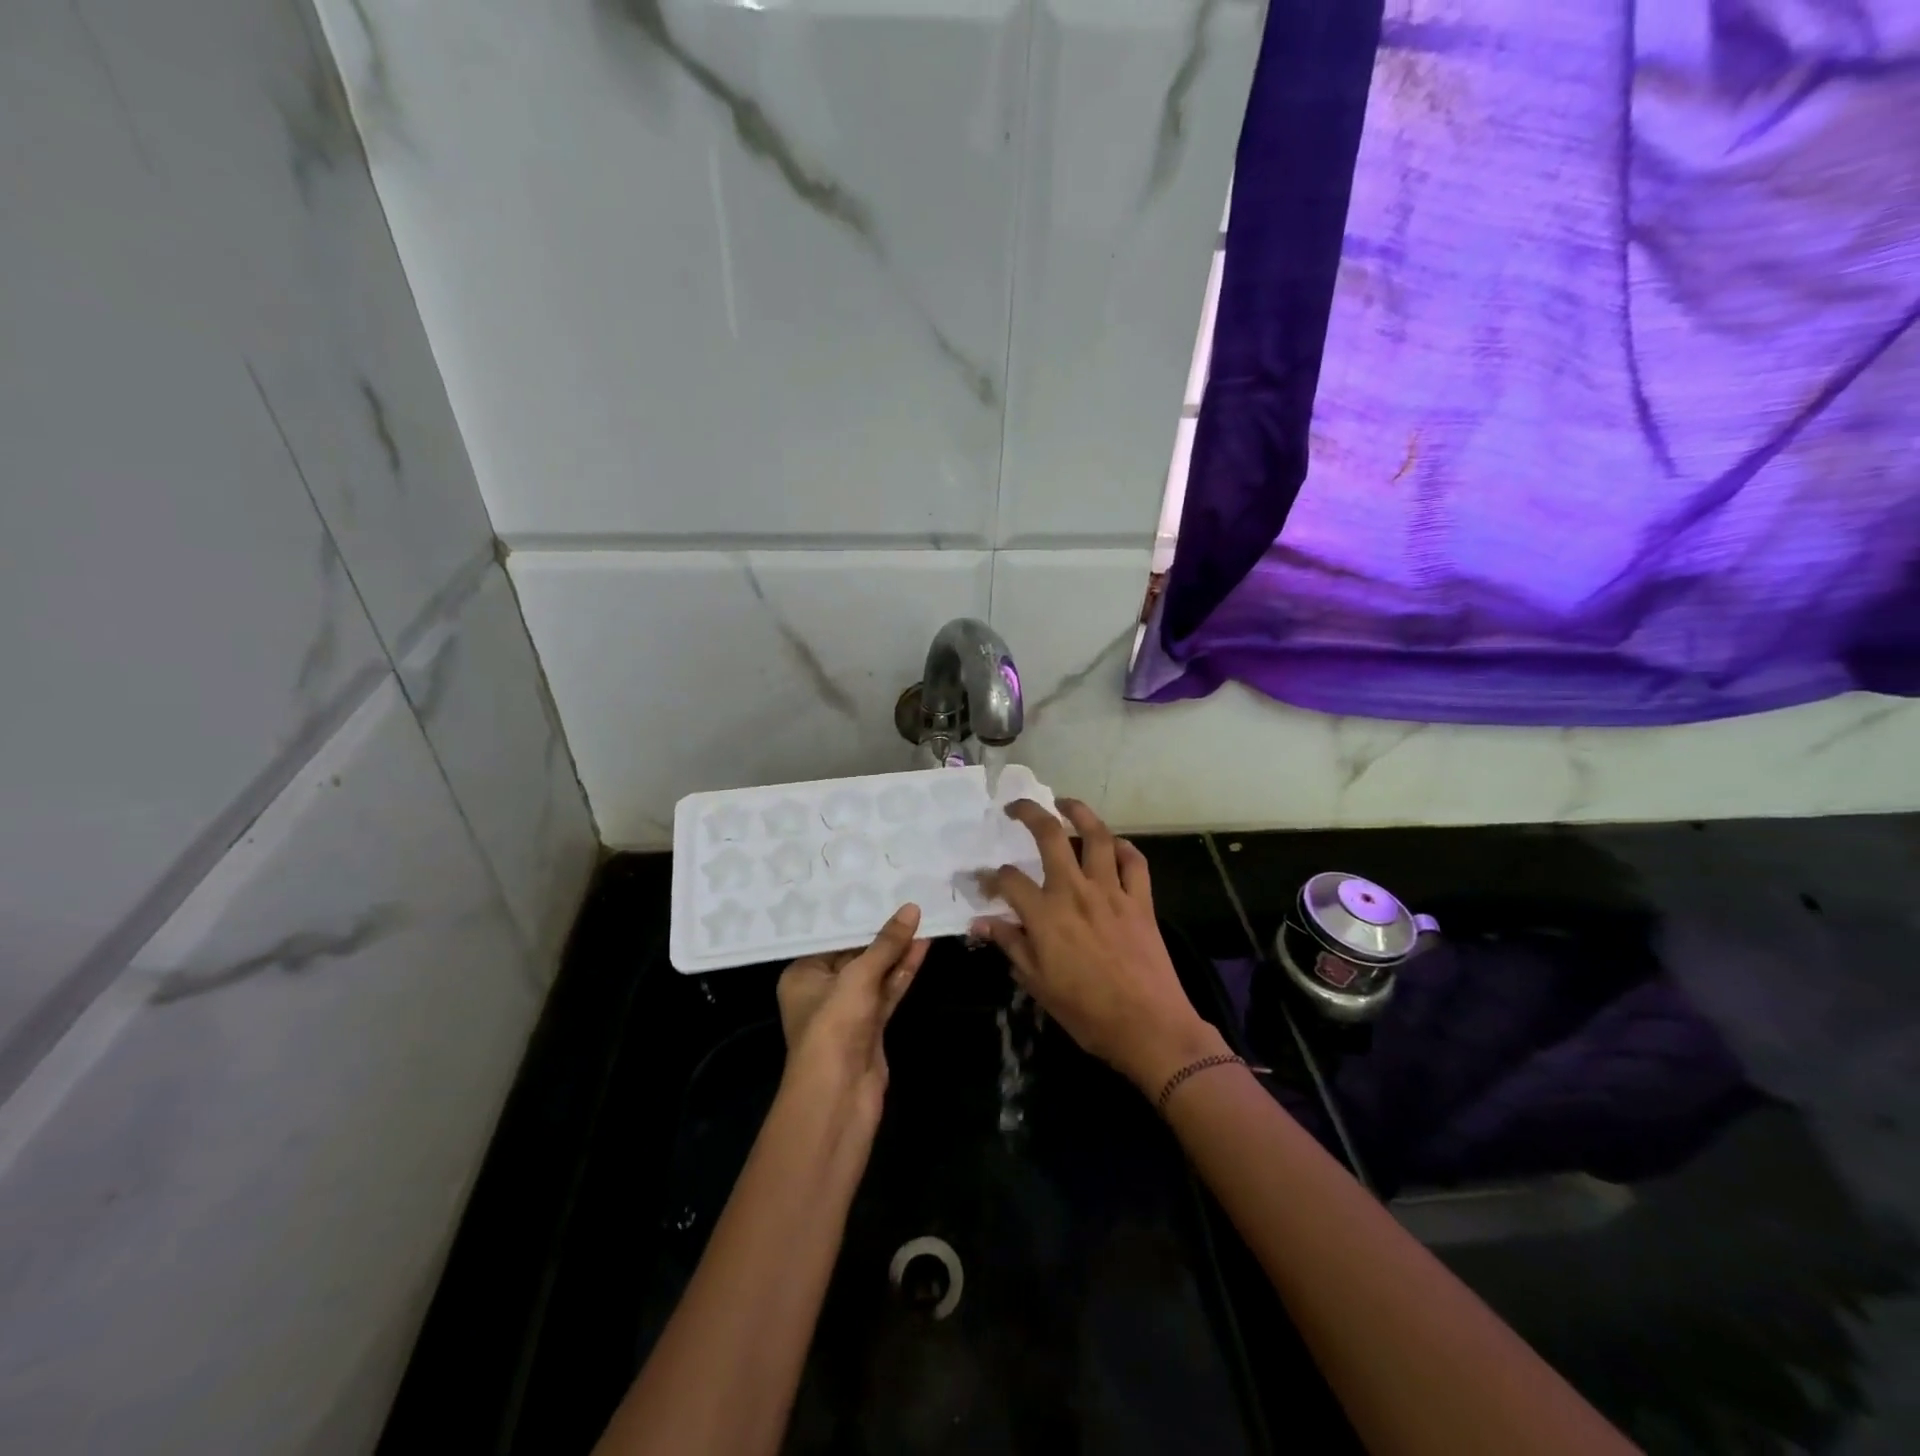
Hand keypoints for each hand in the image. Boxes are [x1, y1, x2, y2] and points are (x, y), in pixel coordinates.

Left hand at [777, 904, 929, 1127]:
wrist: (839, 1096)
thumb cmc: (834, 1026)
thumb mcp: (858, 976)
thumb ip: (886, 944)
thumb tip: (911, 908)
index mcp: (803, 975)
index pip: (832, 939)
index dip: (857, 917)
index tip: (880, 890)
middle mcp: (822, 990)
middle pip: (855, 955)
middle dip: (882, 933)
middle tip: (907, 900)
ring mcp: (848, 1011)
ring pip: (876, 973)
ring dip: (898, 951)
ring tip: (923, 917)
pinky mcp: (871, 1027)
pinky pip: (888, 991)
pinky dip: (903, 971)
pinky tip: (922, 947)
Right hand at [971, 800, 1227, 1096]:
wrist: (1149, 1027)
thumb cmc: (1087, 1013)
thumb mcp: (1038, 984)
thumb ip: (1010, 945)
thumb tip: (980, 923)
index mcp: (1046, 915)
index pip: (1008, 880)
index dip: (989, 877)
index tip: (981, 880)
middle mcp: (1076, 892)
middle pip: (1050, 835)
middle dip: (1029, 813)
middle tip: (1016, 807)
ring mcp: (1112, 892)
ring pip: (1097, 836)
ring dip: (1080, 813)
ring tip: (1065, 803)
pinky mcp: (1141, 900)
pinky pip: (1134, 862)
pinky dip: (1124, 848)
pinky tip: (1114, 845)